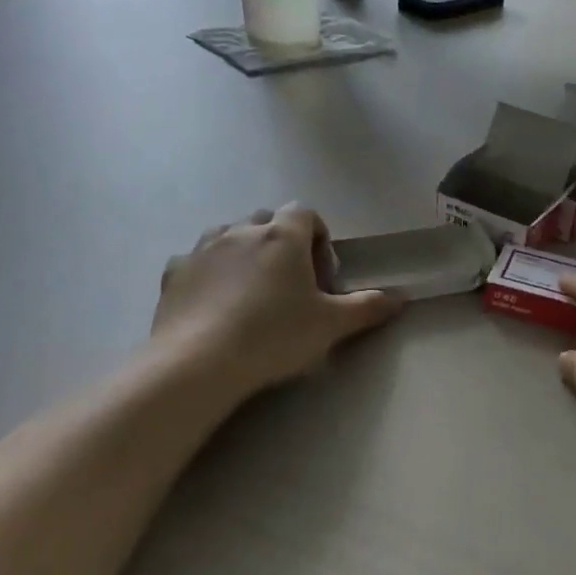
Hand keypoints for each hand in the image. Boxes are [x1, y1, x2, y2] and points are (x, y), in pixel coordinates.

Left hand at [151, 205, 400, 396]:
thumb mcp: (331, 325)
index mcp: (283, 236)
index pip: (305, 213)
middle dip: (282, 243)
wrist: (199, 361)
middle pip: (267, 221)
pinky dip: (210, 274)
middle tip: (291, 285)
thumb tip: (401, 297)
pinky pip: (198, 262)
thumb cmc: (274, 335)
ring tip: (252, 292)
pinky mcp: (175, 272)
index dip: (318, 237)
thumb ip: (367, 307)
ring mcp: (203, 249)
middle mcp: (241, 231)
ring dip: (244, 253)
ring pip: (229, 236)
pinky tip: (215, 306)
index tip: (321, 273)